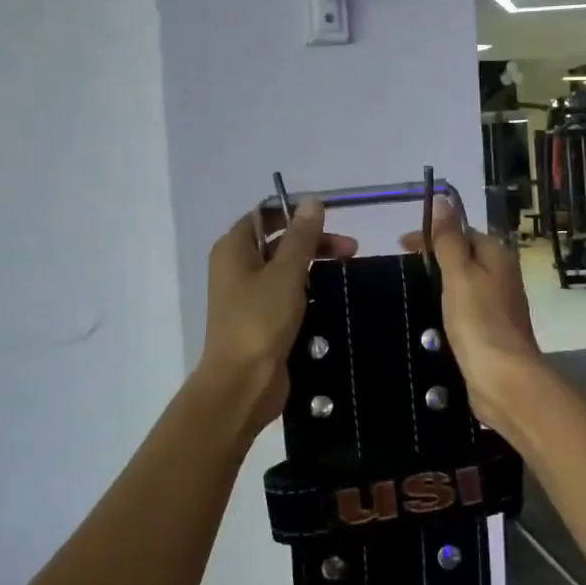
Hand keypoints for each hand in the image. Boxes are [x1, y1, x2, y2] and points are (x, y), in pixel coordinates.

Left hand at [200, 199, 356, 430]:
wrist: (243, 383)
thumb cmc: (260, 320)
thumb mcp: (286, 273)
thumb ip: (301, 236)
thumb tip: (312, 201)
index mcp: (234, 248)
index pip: (266, 214)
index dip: (297, 212)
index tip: (332, 218)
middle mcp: (236, 267)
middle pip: (278, 241)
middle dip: (314, 241)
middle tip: (351, 249)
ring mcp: (248, 295)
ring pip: (285, 269)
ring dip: (314, 266)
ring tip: (348, 270)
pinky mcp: (261, 320)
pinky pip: (286, 294)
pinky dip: (307, 290)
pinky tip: (332, 296)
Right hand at [402, 200, 542, 434]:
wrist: (503, 379)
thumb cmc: (479, 321)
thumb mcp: (459, 274)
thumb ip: (449, 239)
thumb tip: (443, 199)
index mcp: (497, 255)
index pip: (462, 232)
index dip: (433, 235)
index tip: (401, 246)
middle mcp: (502, 275)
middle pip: (464, 257)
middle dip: (434, 259)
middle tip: (403, 271)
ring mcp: (498, 304)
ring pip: (463, 284)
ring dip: (439, 285)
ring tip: (410, 293)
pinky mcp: (490, 330)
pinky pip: (464, 309)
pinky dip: (446, 307)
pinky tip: (429, 318)